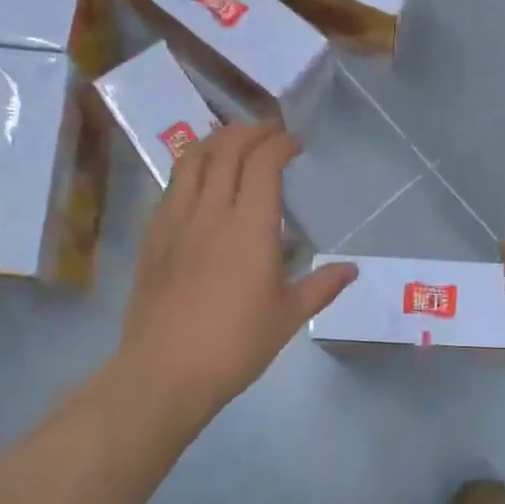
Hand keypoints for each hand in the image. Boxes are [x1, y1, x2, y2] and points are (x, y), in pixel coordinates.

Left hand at [116, 122, 355, 430]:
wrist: (166, 371)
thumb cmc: (236, 345)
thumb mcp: (288, 317)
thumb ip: (321, 286)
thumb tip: (352, 269)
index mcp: (250, 227)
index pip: (263, 163)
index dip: (279, 144)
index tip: (294, 143)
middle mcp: (210, 211)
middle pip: (226, 150)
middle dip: (249, 132)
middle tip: (268, 132)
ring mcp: (175, 221)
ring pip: (191, 160)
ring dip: (215, 140)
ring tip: (232, 140)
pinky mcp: (152, 236)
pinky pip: (171, 185)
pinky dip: (190, 167)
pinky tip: (199, 180)